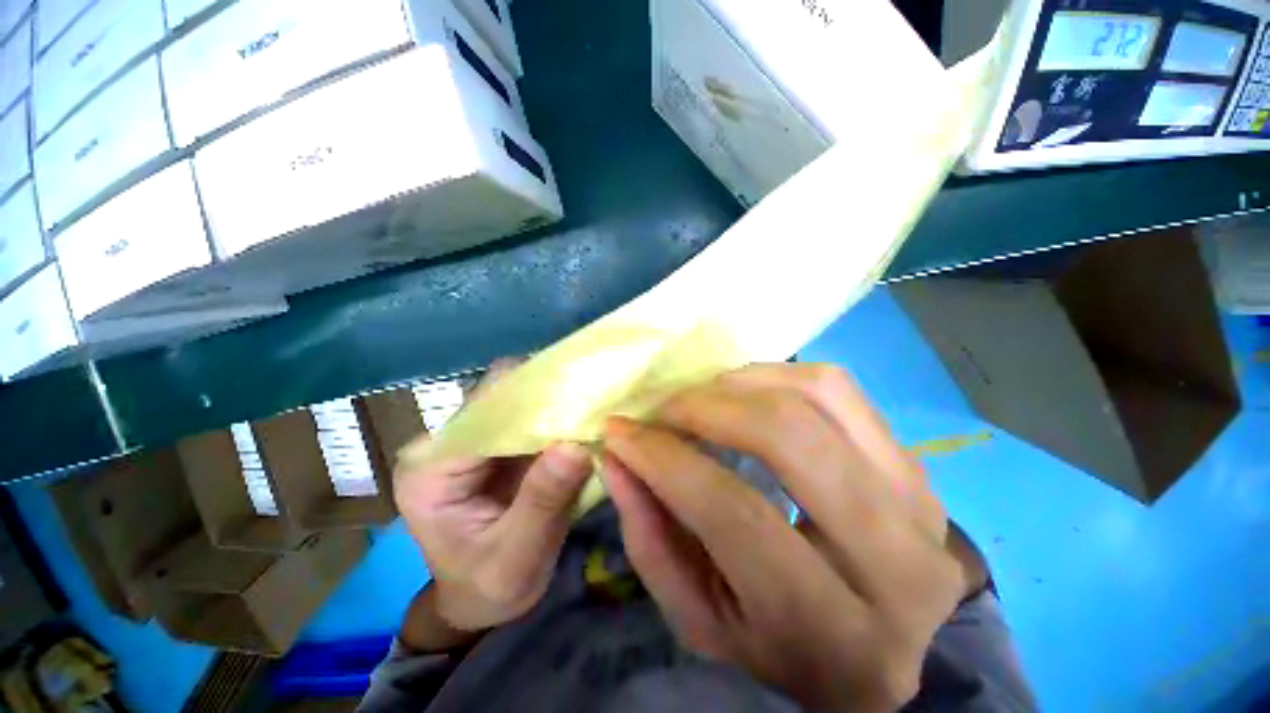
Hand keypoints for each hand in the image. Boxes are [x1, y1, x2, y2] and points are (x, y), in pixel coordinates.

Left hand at [395, 361, 592, 636]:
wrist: (481, 602)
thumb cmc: (490, 589)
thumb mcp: (518, 557)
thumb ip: (543, 501)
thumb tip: (574, 447)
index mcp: (430, 471)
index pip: (481, 412)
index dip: (530, 397)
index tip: (578, 396)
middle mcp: (443, 445)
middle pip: (496, 395)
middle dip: (544, 392)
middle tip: (591, 396)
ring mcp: (469, 440)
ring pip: (513, 398)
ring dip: (551, 399)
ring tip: (590, 403)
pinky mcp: (492, 442)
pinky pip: (525, 414)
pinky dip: (553, 414)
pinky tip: (578, 418)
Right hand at [602, 364, 962, 710]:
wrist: (876, 642)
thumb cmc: (776, 644)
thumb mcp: (698, 617)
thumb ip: (649, 537)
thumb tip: (616, 457)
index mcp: (829, 628)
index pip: (733, 511)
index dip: (665, 459)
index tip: (620, 431)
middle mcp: (895, 561)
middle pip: (783, 436)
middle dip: (703, 407)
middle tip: (661, 410)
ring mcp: (918, 500)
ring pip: (815, 395)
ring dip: (738, 384)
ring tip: (699, 399)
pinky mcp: (916, 464)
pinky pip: (837, 388)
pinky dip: (776, 375)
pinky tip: (744, 393)